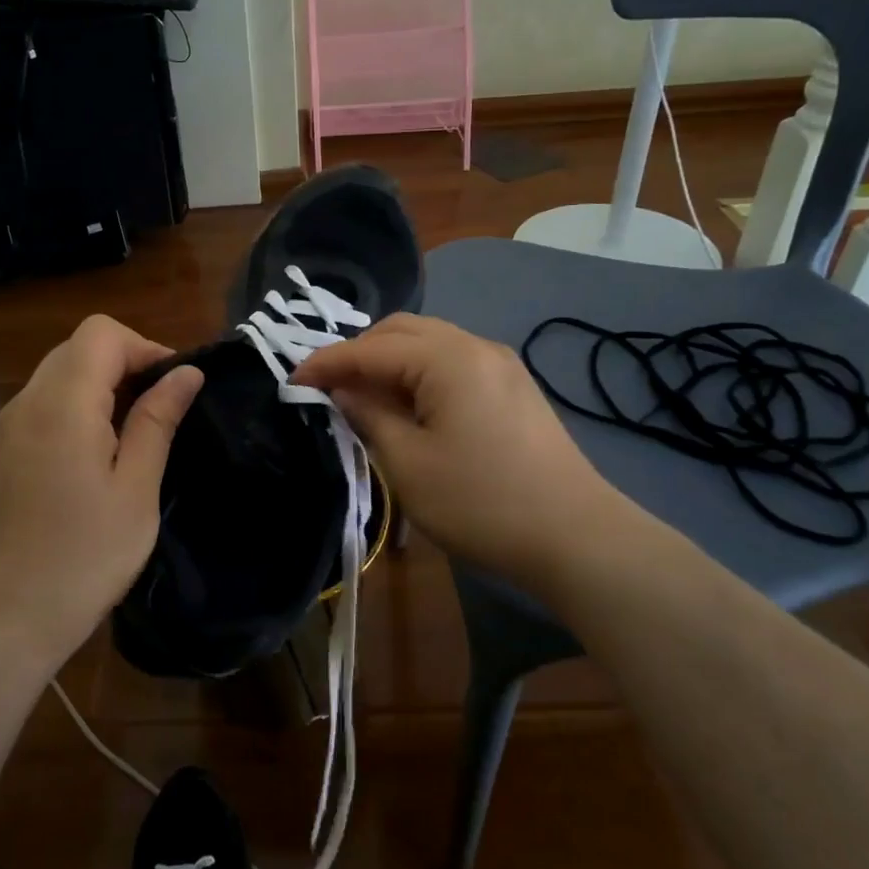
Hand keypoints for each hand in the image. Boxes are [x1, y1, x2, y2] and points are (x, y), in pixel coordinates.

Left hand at [0, 315, 202, 670]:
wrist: (8, 617)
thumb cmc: (85, 555)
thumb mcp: (136, 487)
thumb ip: (157, 420)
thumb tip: (187, 373)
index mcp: (63, 403)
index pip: (102, 333)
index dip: (144, 347)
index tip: (173, 387)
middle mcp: (26, 402)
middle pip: (77, 348)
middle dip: (124, 364)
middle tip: (158, 411)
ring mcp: (6, 427)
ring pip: (57, 374)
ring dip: (99, 386)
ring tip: (130, 436)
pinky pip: (40, 405)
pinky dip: (73, 408)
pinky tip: (91, 457)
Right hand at [292, 314, 627, 591]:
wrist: (576, 537)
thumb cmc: (481, 502)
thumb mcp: (408, 464)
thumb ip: (369, 415)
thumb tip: (344, 390)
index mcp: (448, 358)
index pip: (371, 348)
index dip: (327, 362)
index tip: (292, 379)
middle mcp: (476, 346)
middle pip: (402, 331)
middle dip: (359, 352)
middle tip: (329, 387)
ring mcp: (500, 364)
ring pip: (430, 342)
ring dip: (390, 360)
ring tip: (364, 396)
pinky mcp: (513, 386)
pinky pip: (453, 361)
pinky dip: (419, 372)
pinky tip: (409, 404)